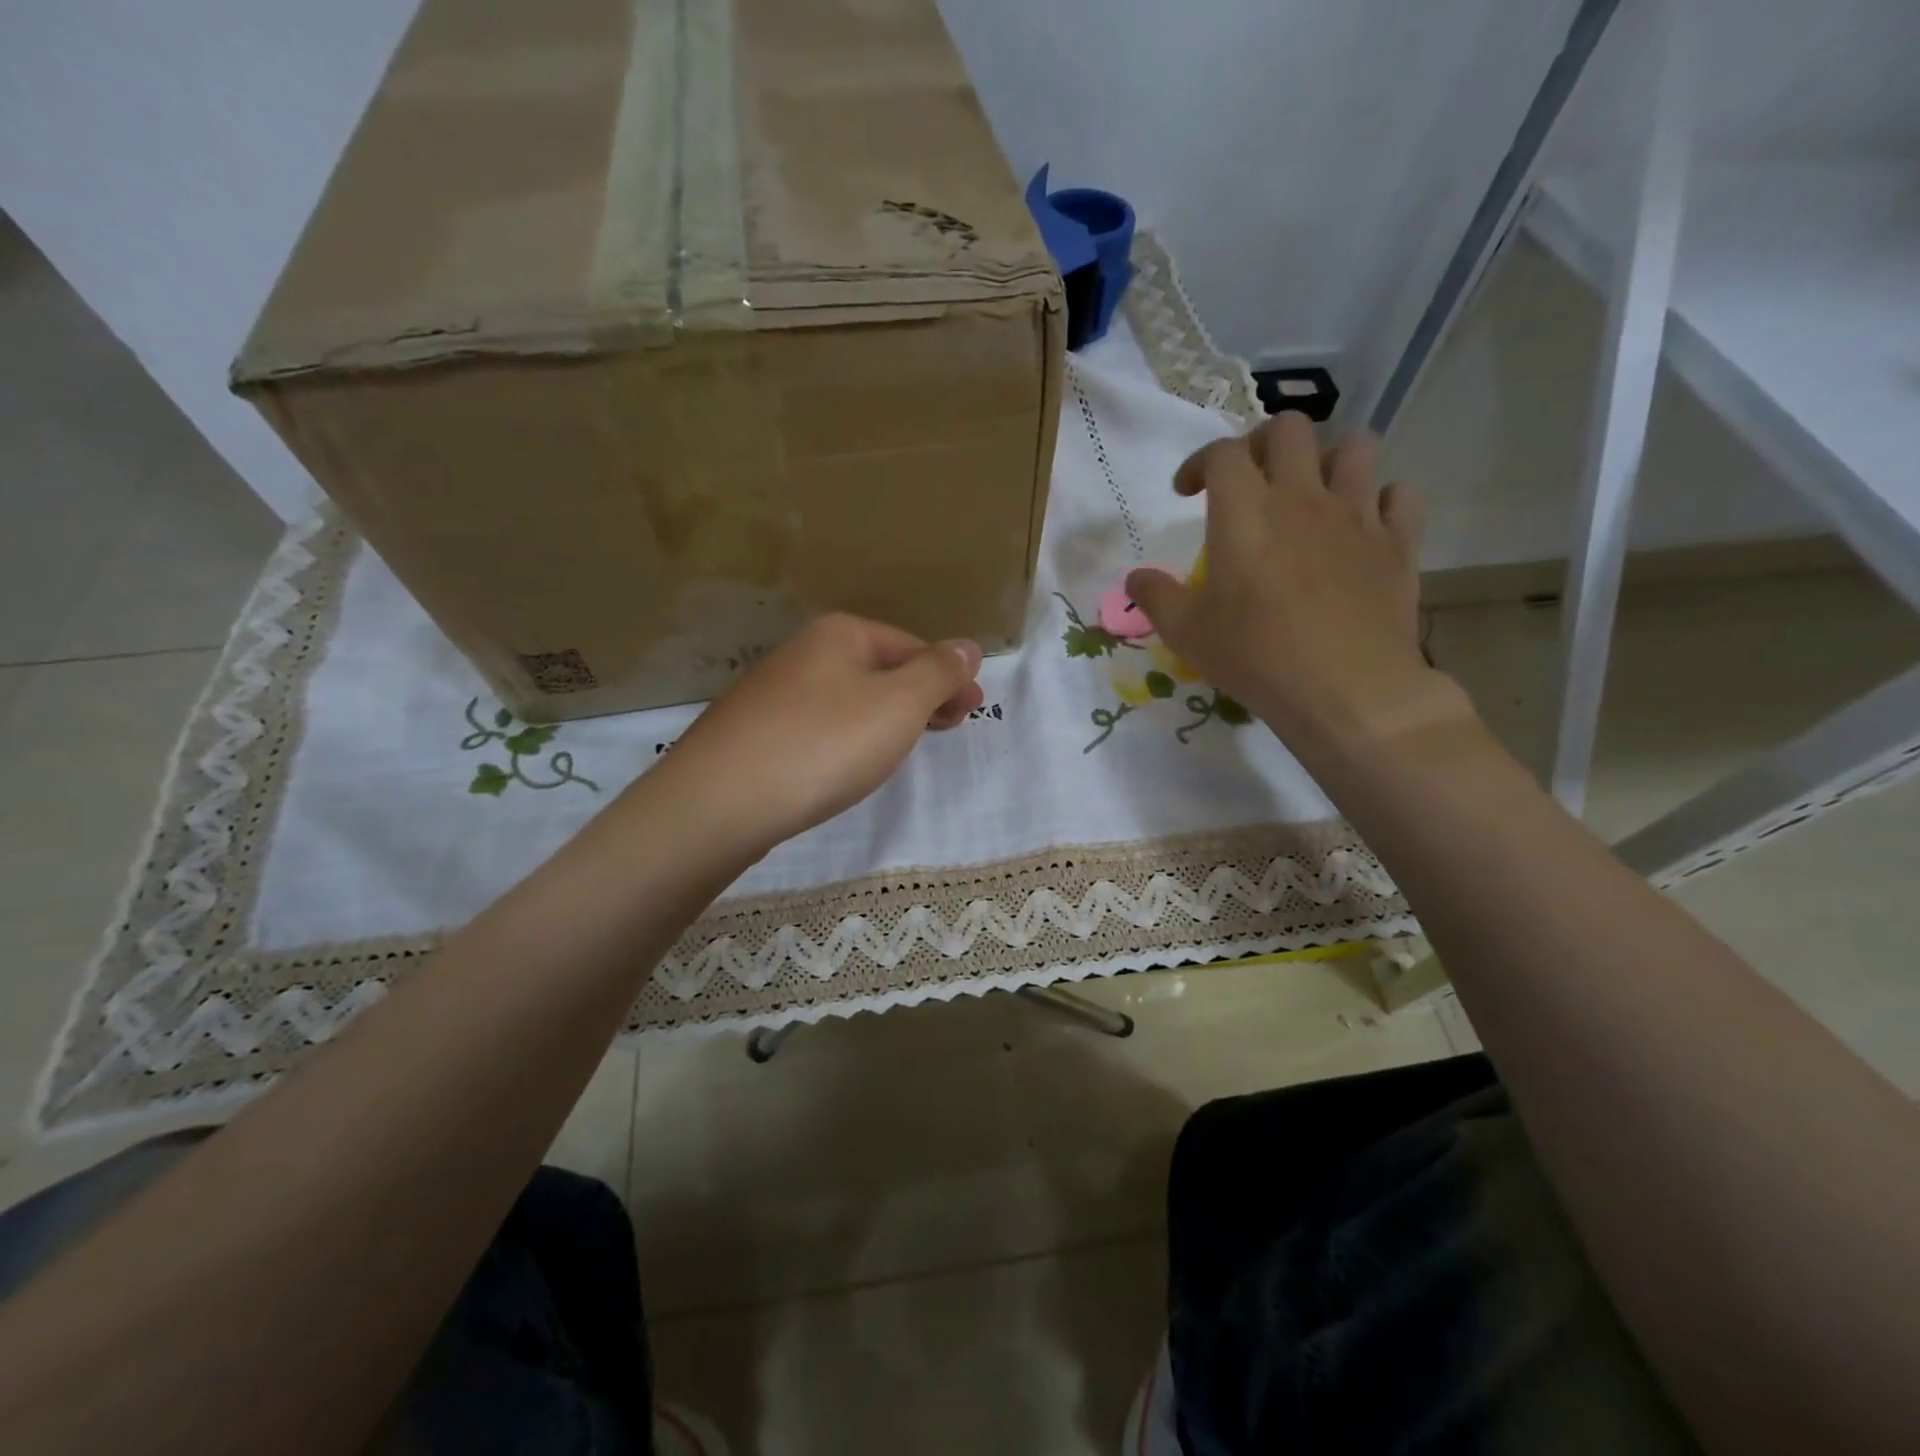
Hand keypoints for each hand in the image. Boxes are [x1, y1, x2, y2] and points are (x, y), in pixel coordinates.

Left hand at [650, 612, 983, 854]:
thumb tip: (967, 646)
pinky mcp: (755, 733)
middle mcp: (804, 652)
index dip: (948, 676)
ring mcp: (773, 693)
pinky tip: (848, 762)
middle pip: (880, 669)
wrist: (720, 802)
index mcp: (841, 634)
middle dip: (920, 696)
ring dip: (886, 716)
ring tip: (905, 746)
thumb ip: (938, 673)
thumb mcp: (898, 704)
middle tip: (950, 727)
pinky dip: (848, 737)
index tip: (973, 710)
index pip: (912, 646)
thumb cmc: (823, 744)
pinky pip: (819, 726)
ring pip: (849, 698)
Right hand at [1124, 414, 1470, 756]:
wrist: (1347, 690)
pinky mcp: (1398, 542)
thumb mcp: (1186, 633)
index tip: (1187, 493)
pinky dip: (1382, 500)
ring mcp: (1357, 514)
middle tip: (1251, 480)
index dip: (1200, 463)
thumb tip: (1134, 578)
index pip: (1223, 453)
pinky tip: (1365, 525)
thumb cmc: (1256, 656)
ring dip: (1329, 459)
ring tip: (1313, 493)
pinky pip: (1401, 494)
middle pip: (1290, 428)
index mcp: (1245, 511)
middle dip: (1263, 443)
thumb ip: (1155, 597)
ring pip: (1356, 447)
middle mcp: (1302, 496)